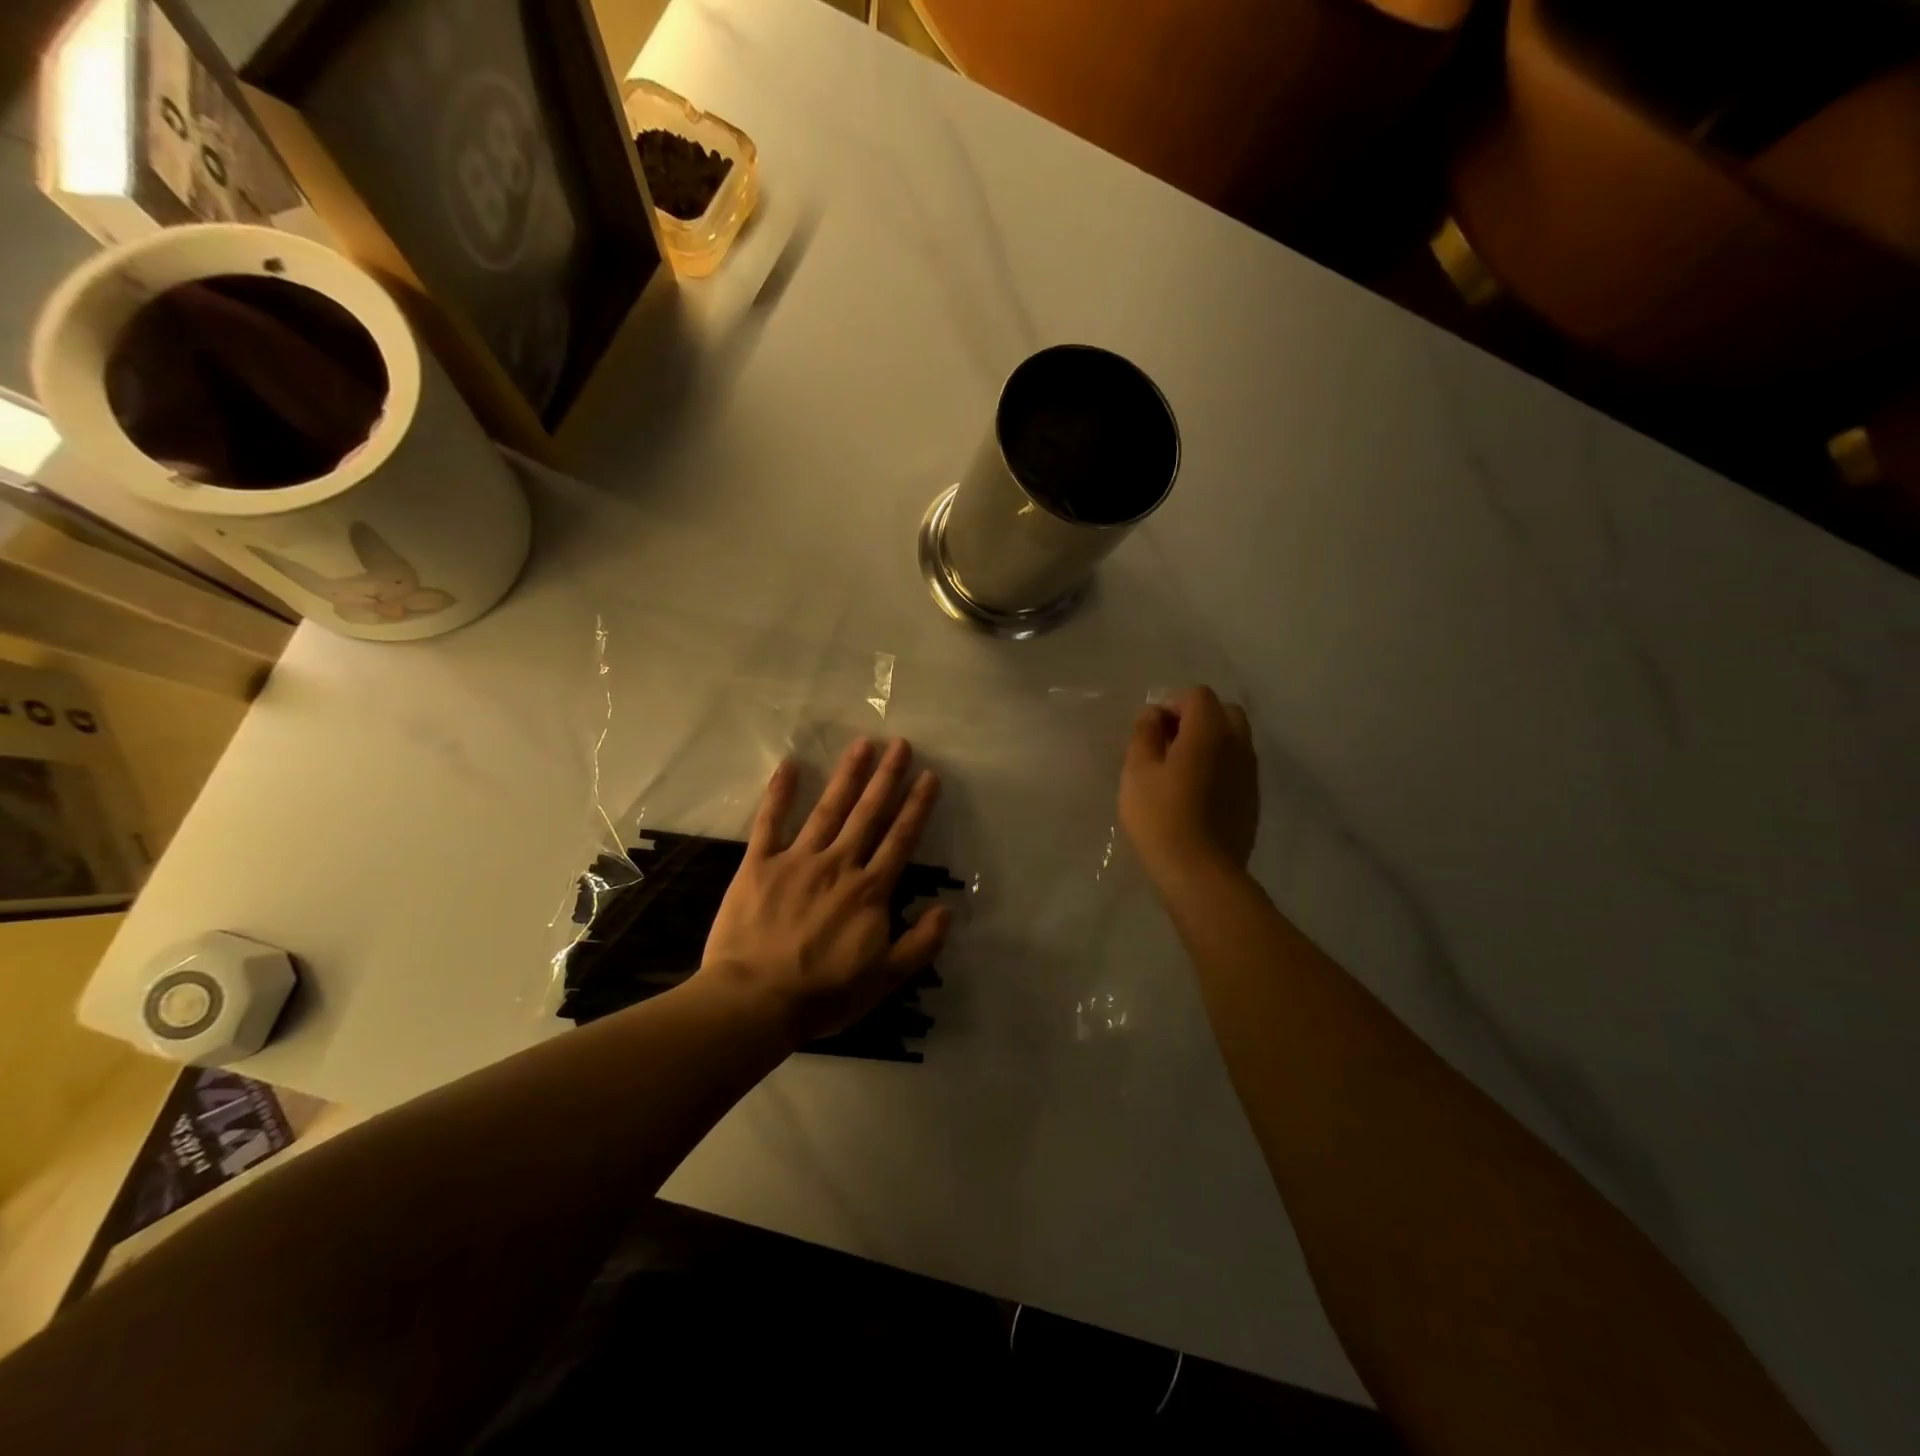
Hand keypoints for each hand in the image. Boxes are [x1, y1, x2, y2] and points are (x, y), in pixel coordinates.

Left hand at [699, 737, 950, 1044]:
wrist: (754, 1002)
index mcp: (870, 891)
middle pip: (868, 814)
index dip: (917, 806)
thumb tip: (947, 909)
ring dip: (847, 776)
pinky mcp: (759, 865)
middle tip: (900, 744)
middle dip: (887, 778)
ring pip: (828, 810)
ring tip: (863, 745)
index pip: (900, 839)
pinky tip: (788, 765)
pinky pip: (769, 822)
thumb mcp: (884, 980)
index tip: (929, 776)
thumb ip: (920, 944)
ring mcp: (797, 861)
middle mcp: (838, 865)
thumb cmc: (823, 995)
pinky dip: (779, 793)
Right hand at [1119, 686, 1258, 889]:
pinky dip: (1218, 766)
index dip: (1172, 703)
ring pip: (1234, 740)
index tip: (1151, 729)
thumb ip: (1144, 734)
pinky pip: (1236, 766)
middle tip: (1167, 743)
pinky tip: (1195, 793)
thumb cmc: (1161, 817)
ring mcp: (1250, 773)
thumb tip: (1154, 714)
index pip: (1198, 696)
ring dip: (1209, 742)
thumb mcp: (1137, 772)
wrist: (1201, 873)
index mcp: (1209, 732)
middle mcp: (1238, 744)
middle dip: (1196, 718)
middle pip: (1223, 712)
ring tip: (1178, 770)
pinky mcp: (1252, 798)